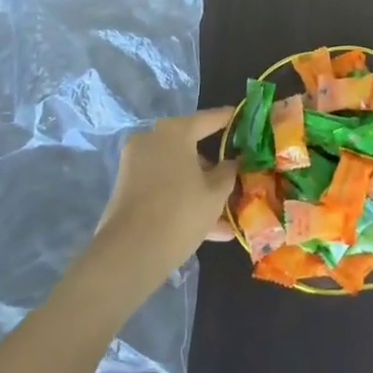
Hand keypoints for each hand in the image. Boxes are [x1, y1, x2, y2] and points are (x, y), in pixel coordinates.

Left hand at [92, 108, 239, 277]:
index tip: (244, 118)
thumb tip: (230, 163)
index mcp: (175, 131)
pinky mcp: (128, 189)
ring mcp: (136, 165)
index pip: (209, 119)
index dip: (230, 119)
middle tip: (236, 177)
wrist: (129, 253)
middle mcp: (152, 140)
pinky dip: (183, 201)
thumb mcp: (215, 193)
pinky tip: (211, 230)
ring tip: (228, 216)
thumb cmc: (181, 212)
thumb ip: (228, 172)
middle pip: (191, 148)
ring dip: (201, 190)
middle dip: (214, 167)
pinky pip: (164, 188)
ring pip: (178, 172)